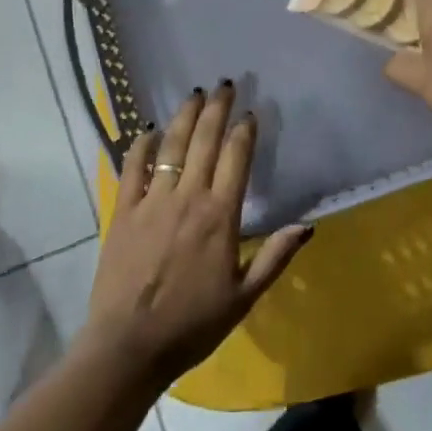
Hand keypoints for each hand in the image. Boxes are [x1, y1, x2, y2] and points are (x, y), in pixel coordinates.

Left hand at [84, 82, 312, 390]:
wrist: (129, 345)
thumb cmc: (193, 325)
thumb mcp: (245, 297)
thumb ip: (275, 257)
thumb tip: (308, 224)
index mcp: (220, 216)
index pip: (236, 159)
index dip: (244, 132)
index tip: (250, 113)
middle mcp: (188, 198)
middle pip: (204, 142)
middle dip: (216, 110)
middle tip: (224, 85)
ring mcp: (152, 201)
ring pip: (171, 147)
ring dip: (184, 117)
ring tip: (194, 94)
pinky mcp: (123, 211)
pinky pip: (133, 167)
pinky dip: (142, 144)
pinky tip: (150, 130)